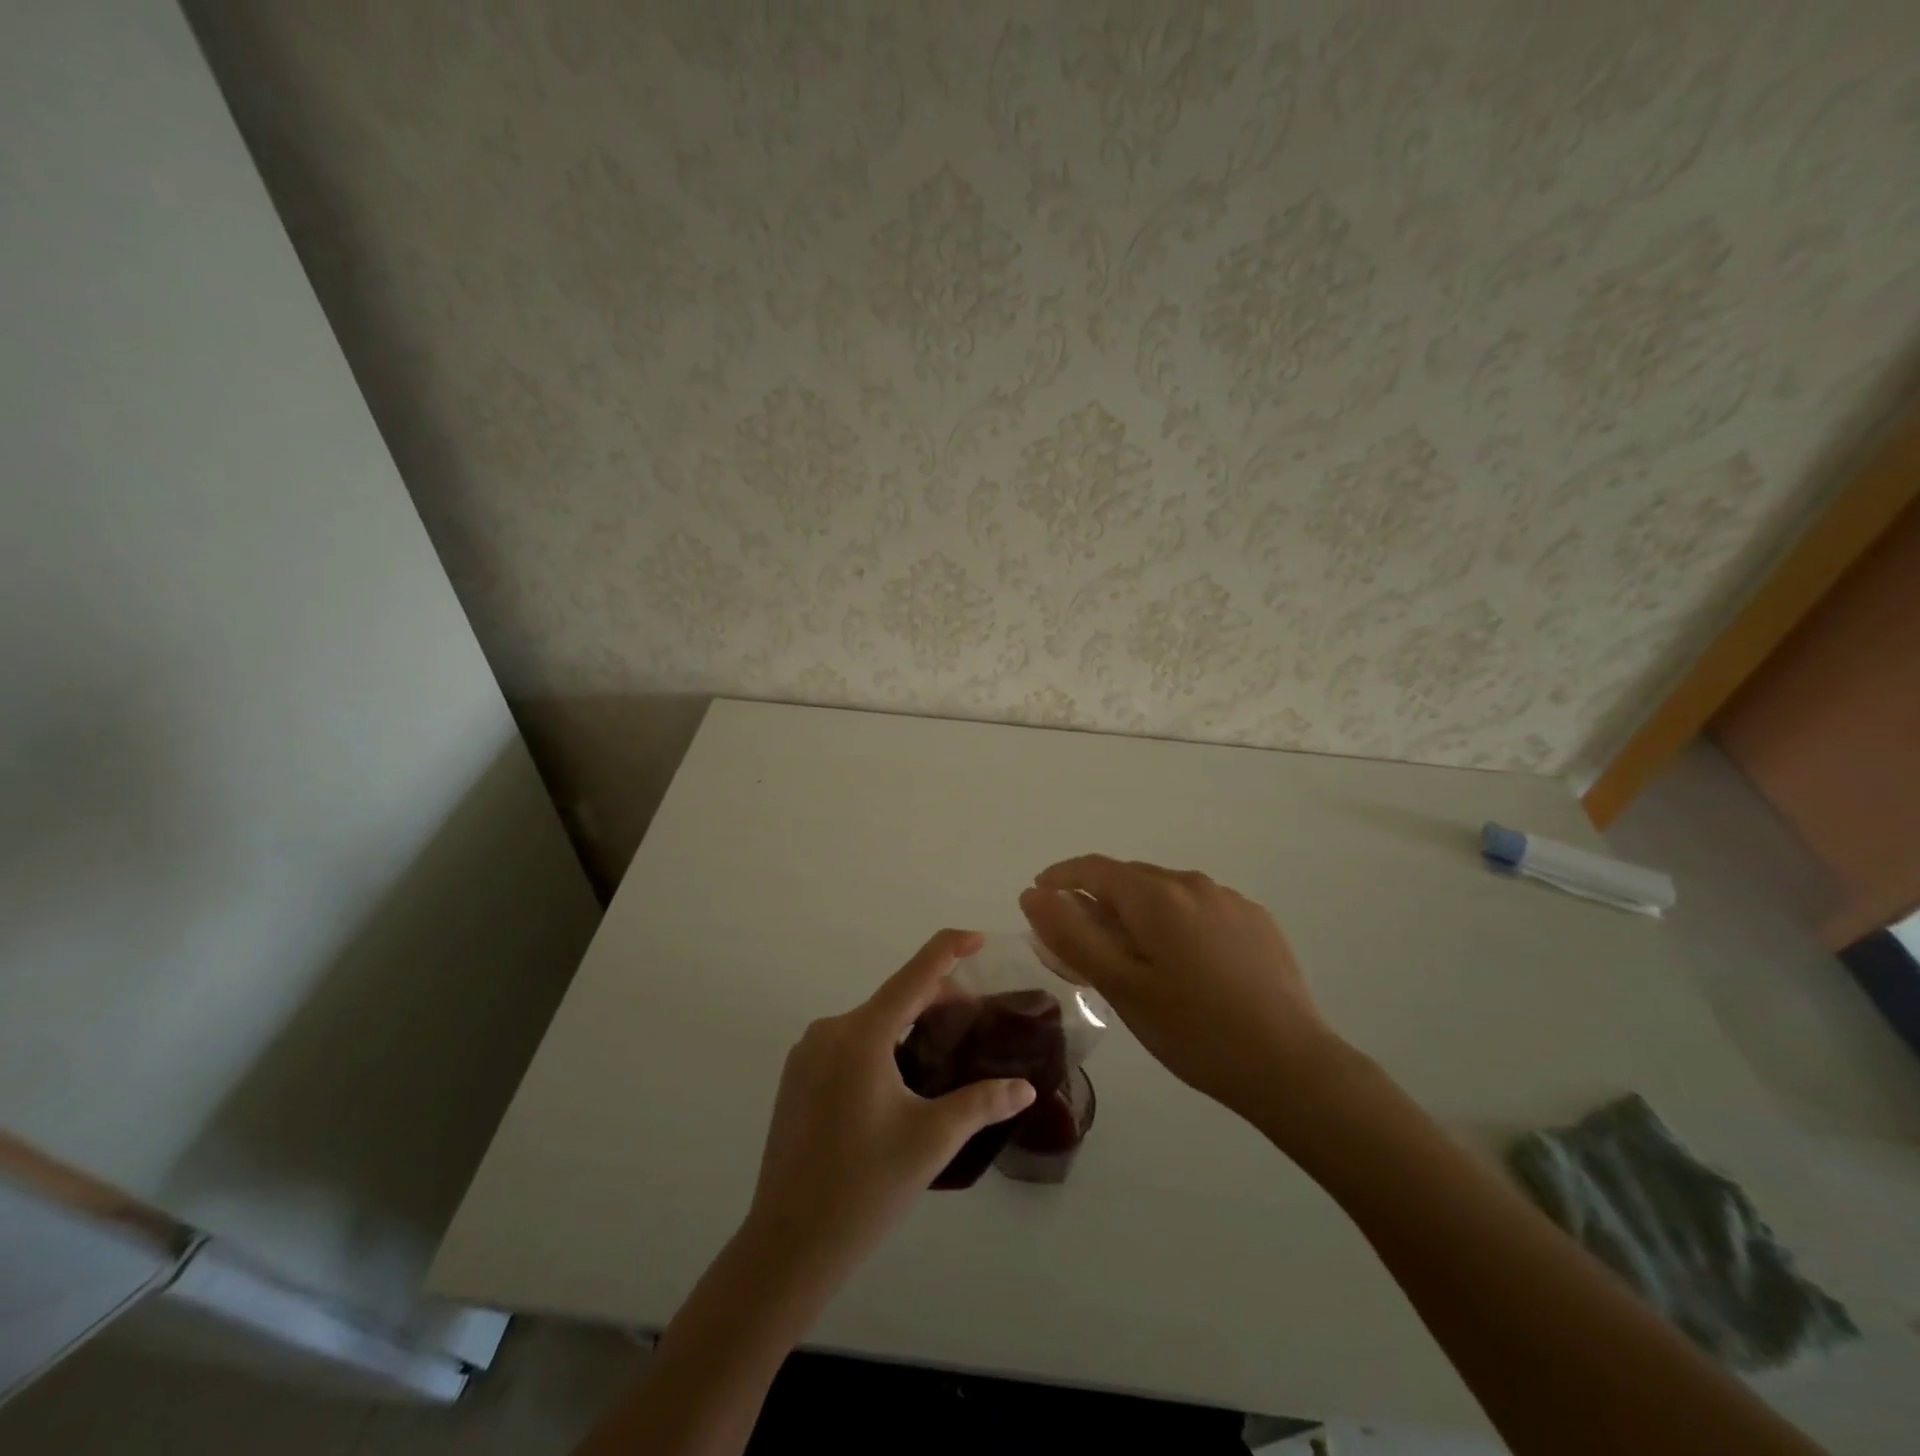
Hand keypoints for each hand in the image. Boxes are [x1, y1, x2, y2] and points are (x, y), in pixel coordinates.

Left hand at [744, 929, 1036, 1283]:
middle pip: (894, 999)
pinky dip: (880, 1045)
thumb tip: (1025, 1088)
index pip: (915, 975)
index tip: (977, 937)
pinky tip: (900, 1079)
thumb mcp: (931, 1141)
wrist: (788, 1245)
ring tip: (942, 1053)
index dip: (948, 949)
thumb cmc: (865, 1188)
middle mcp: (830, 1030)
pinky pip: (849, 1044)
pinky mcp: (797, 1077)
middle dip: (936, 1001)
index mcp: (862, 1035)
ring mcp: (808, 1053)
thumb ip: (981, 1104)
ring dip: (908, 1026)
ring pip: (871, 1023)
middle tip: (975, 1021)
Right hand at [1020, 856, 1341, 1124]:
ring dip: (1139, 910)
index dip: (1062, 877)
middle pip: (1131, 878)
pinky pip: (1200, 908)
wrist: (1292, 1067)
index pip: (1095, 868)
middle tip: (1082, 939)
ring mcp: (1230, 901)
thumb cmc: (1194, 1031)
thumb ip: (1073, 935)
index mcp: (1156, 896)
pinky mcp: (1257, 921)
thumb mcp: (1121, 987)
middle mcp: (1193, 884)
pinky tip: (1185, 963)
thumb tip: (1034, 894)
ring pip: (1167, 893)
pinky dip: (1176, 921)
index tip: (1039, 895)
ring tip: (1133, 954)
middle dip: (1099, 898)